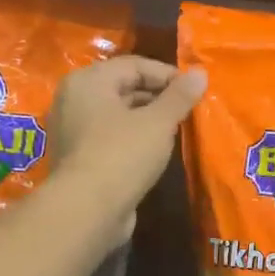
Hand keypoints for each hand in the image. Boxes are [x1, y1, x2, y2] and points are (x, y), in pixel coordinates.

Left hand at [48, 57, 205, 239]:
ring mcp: (73, 130)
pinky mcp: (78, 157)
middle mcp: (74, 99)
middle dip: (158, 97)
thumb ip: (180, 96)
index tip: (195, 90)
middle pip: (123, 88)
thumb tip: (201, 73)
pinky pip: (111, 137)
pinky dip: (133, 139)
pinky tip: (155, 152)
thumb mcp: (158, 122)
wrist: (87, 210)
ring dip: (147, 119)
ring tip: (177, 130)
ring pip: (118, 115)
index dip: (168, 75)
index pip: (134, 65)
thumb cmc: (122, 155)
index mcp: (88, 81)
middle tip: (188, 111)